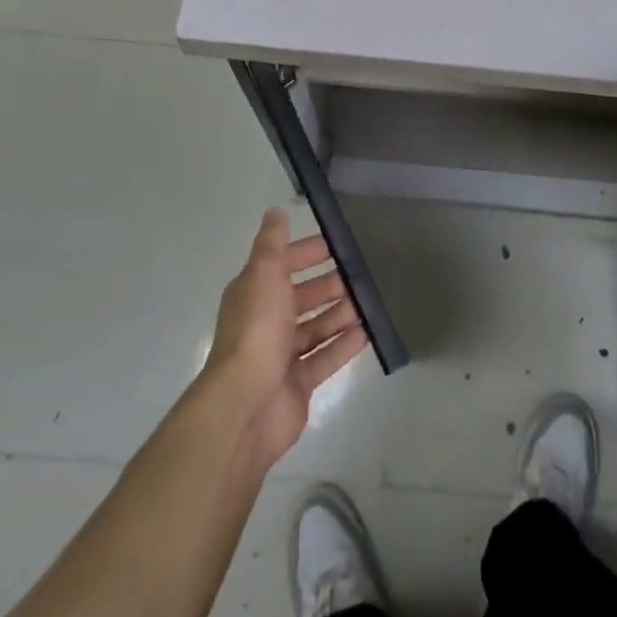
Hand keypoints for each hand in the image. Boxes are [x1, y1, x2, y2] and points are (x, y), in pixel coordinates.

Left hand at [203, 208, 367, 469]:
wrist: (245, 405)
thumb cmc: (256, 330)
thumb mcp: (263, 273)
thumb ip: (272, 243)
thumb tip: (275, 211)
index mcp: (255, 293)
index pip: (283, 265)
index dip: (307, 253)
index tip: (338, 245)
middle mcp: (266, 321)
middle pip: (302, 297)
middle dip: (329, 284)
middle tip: (362, 274)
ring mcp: (281, 355)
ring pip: (316, 327)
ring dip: (341, 313)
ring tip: (371, 300)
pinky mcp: (298, 384)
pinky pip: (325, 358)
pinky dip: (344, 344)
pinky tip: (369, 332)